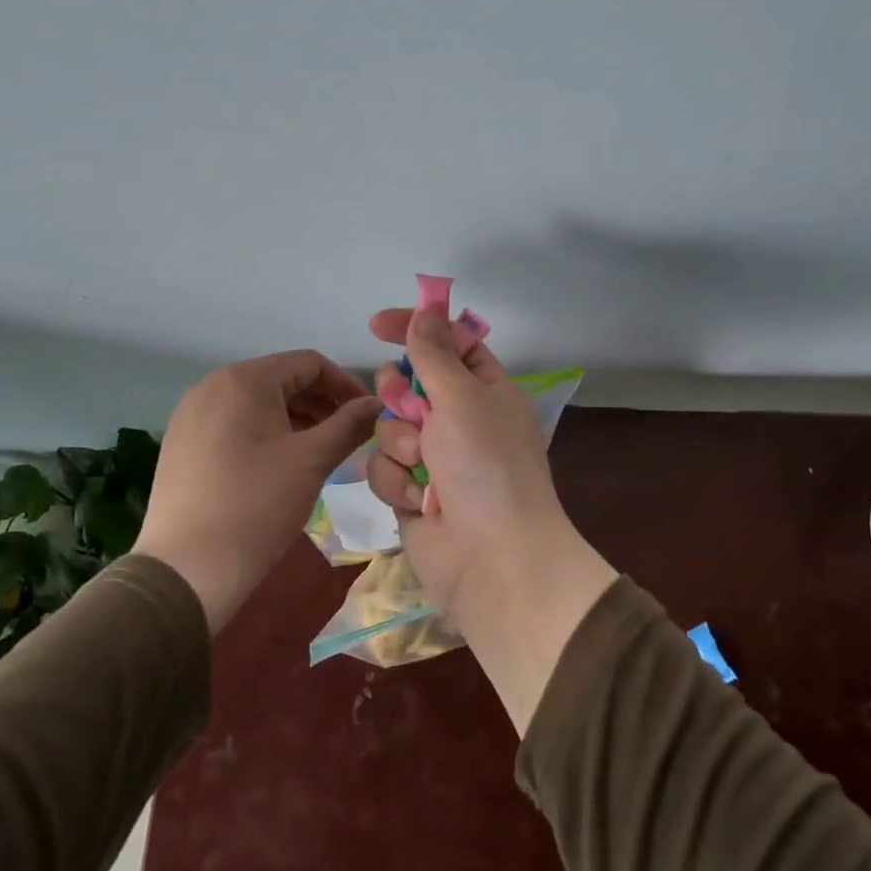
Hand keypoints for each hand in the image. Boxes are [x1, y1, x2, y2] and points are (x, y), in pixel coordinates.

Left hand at [133, 351, 380, 629]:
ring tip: (320, 451)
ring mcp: (191, 414)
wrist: (187, 570)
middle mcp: (212, 386)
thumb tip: (377, 404)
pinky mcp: (182, 442)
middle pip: (281, 379)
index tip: (368, 415)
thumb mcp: (312, 461)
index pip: (309, 364)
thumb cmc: (257, 506)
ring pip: (257, 402)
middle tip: (348, 436)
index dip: (345, 385)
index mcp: (244, 380)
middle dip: (321, 403)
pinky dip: (265, 432)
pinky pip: (234, 422)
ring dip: (295, 418)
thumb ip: (349, 425)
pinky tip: (280, 464)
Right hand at [366, 308, 616, 733]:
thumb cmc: (486, 466)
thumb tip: (426, 312)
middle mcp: (460, 419)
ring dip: (400, 446)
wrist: (492, 558)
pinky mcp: (411, 492)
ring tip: (423, 471)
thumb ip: (435, 354)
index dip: (416, 329)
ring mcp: (434, 458)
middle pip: (408, 384)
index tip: (377, 324)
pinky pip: (384, 468)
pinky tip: (419, 503)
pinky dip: (396, 483)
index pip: (449, 344)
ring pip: (388, 427)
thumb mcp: (463, 398)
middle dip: (400, 396)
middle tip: (412, 410)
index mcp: (486, 390)